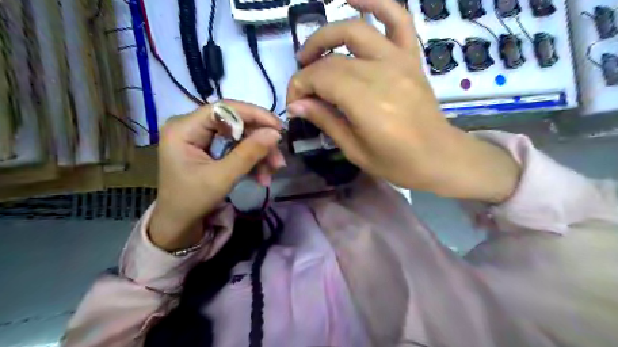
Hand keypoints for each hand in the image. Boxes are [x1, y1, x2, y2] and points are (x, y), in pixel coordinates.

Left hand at [149, 102, 284, 249]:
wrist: (179, 223)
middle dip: (259, 142)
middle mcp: (191, 126)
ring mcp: (201, 137)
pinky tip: (261, 176)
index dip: (254, 115)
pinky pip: (236, 147)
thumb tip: (275, 133)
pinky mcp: (209, 148)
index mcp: (184, 128)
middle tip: (278, 159)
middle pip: (235, 123)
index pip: (223, 109)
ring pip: (239, 136)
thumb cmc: (192, 201)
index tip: (278, 128)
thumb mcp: (222, 178)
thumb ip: (249, 153)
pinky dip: (251, 160)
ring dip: (259, 154)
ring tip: (272, 173)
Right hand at [288, 0, 516, 202]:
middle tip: (302, 89)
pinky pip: (397, 19)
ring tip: (311, 52)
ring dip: (326, 35)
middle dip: (308, 71)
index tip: (294, 104)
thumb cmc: (397, 163)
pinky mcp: (411, 57)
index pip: (321, 78)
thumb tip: (296, 105)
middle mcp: (382, 74)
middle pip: (333, 59)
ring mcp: (400, 61)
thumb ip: (326, 121)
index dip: (300, 87)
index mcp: (368, 104)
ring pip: (355, 30)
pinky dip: (376, 2)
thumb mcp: (355, 150)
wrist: (439, 157)